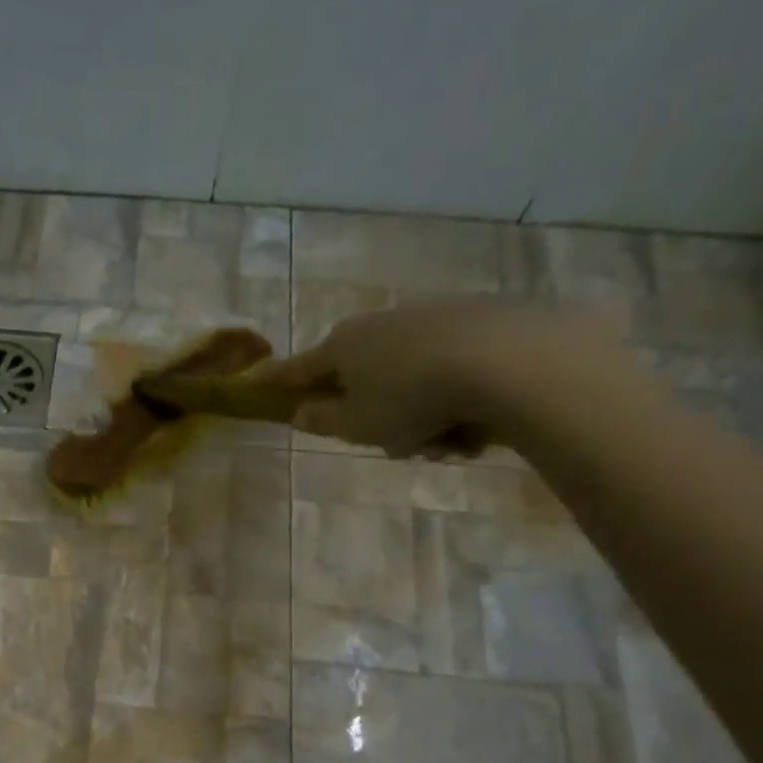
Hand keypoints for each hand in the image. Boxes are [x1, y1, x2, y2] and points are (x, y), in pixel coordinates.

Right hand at [246, 304, 629, 457]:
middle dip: (370, 412)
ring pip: (406, 378)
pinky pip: (446, 371)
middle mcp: (380, 325)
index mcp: (343, 346)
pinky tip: (474, 424)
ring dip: (417, 414)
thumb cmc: (412, 399)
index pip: (298, 368)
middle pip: (359, 375)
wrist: (507, 360)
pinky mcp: (474, 320)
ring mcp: (428, 318)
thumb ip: (322, 419)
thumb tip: (299, 412)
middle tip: (394, 443)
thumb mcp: (357, 425)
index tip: (255, 383)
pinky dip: (451, 399)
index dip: (276, 381)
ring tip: (444, 442)